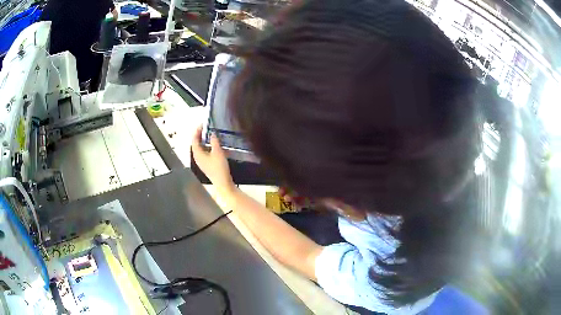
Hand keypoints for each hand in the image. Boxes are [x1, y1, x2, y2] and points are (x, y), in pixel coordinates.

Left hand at [192, 126, 235, 195]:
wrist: (223, 183)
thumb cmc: (219, 168)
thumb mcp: (218, 152)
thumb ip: (214, 141)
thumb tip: (212, 134)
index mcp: (197, 154)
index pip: (194, 140)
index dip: (197, 131)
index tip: (201, 125)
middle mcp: (197, 158)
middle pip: (196, 144)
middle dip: (199, 135)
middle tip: (204, 128)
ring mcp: (201, 162)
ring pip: (200, 149)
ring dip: (204, 141)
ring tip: (209, 135)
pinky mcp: (206, 165)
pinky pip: (204, 153)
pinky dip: (207, 147)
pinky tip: (213, 146)